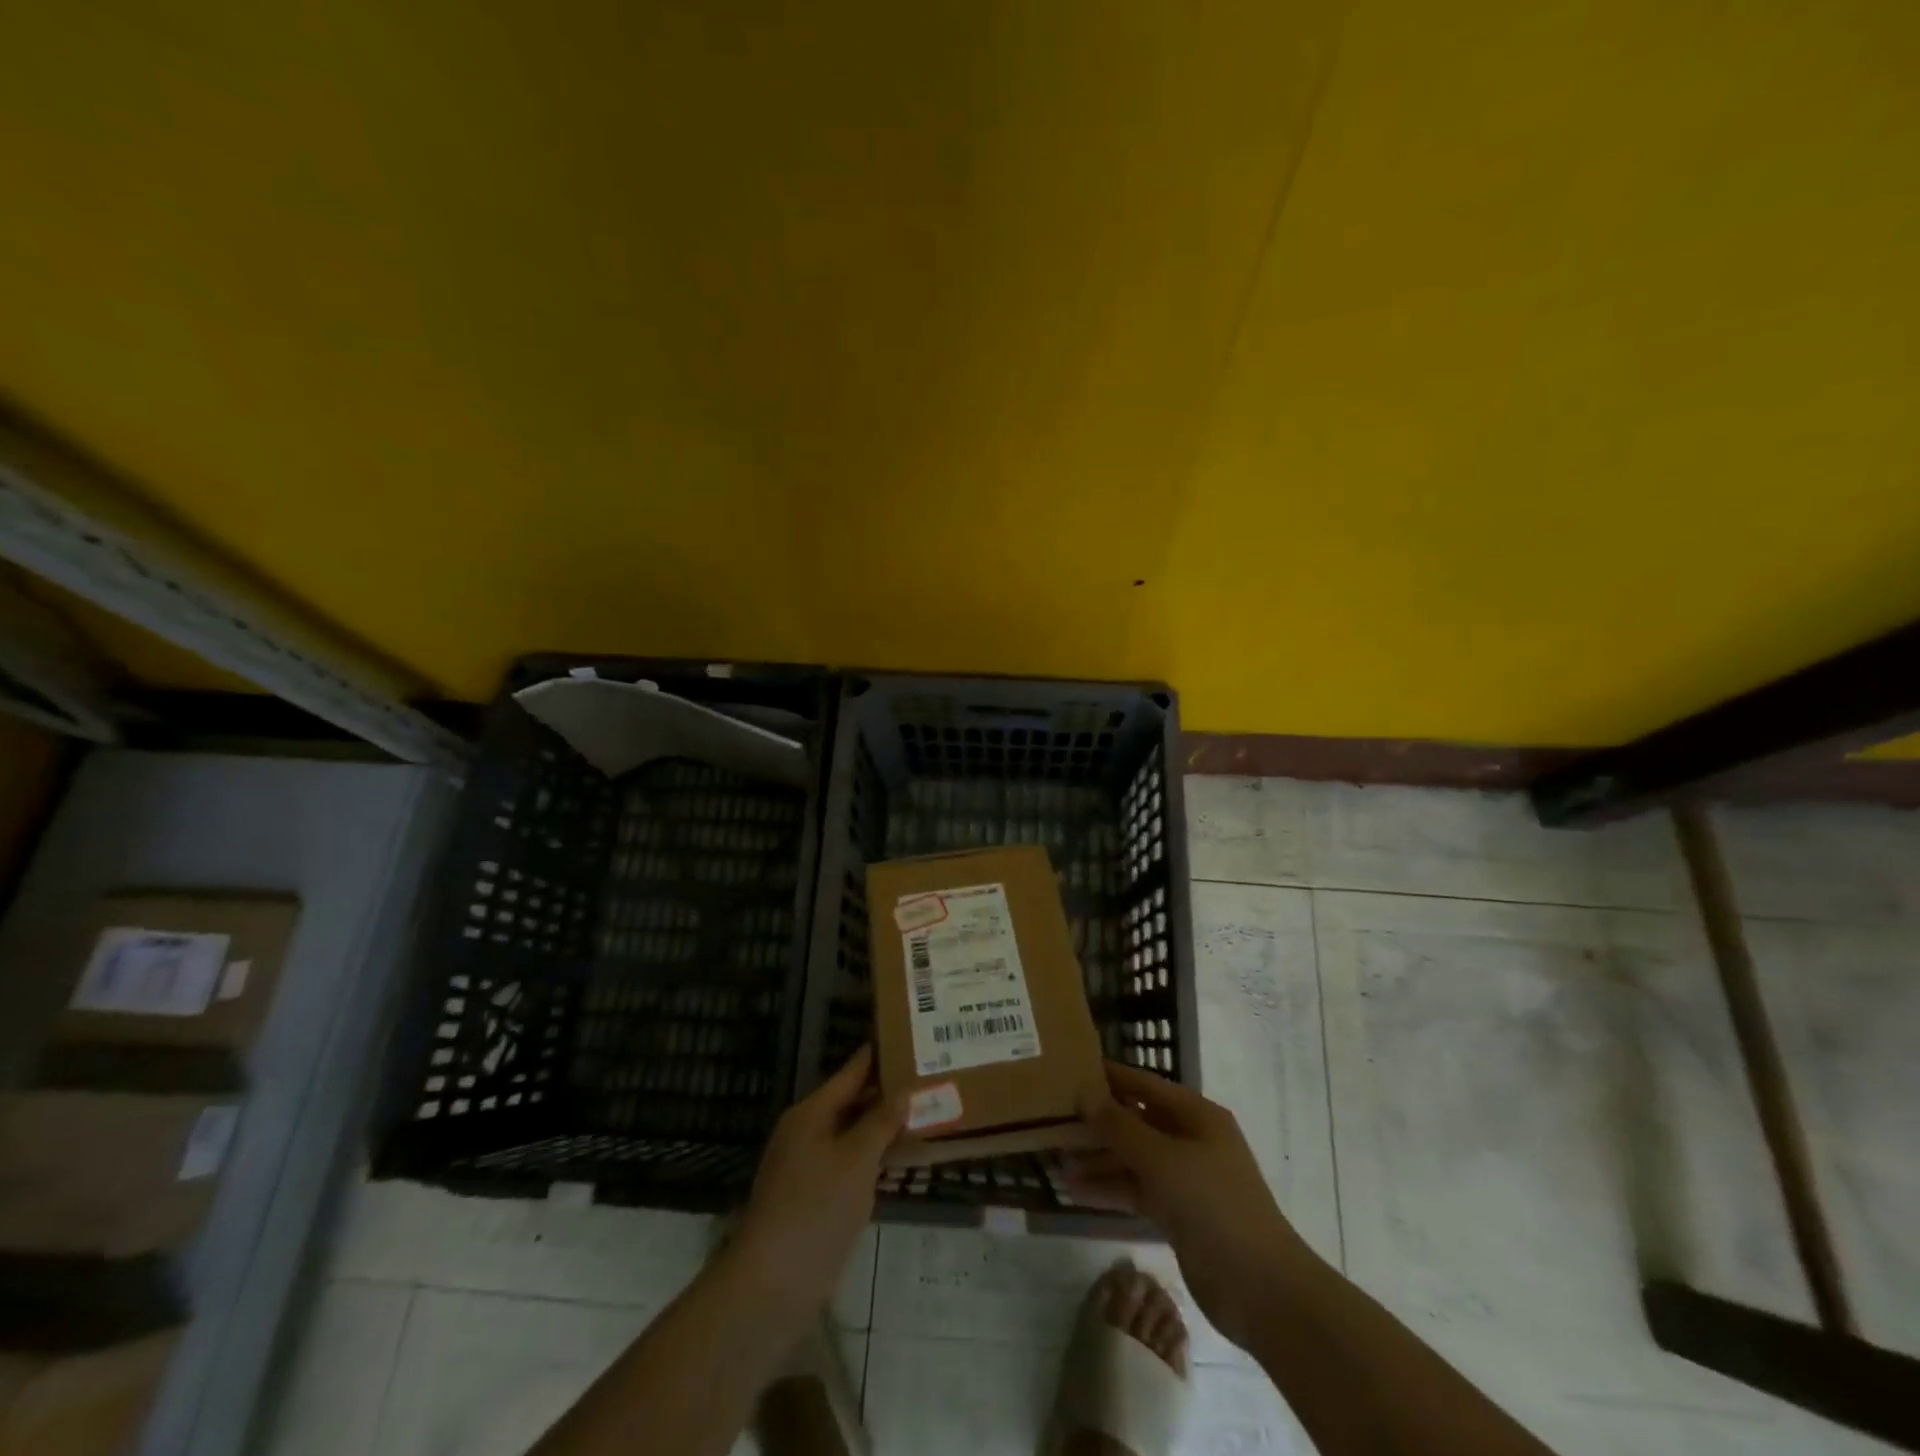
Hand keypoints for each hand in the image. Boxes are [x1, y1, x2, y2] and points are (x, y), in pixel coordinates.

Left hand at [729, 1045, 905, 1321]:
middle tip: (928, 1076)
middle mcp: (808, 1132)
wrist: (772, 1284)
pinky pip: (851, 1163)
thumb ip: (880, 1123)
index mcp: (811, 1113)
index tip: (908, 1037)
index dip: (877, 1055)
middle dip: (887, 1091)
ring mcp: (809, 1166)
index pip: (851, 1072)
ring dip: (884, 1126)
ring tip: (925, 1111)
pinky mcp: (816, 1197)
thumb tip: (901, 1091)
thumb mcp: (856, 1160)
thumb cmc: (815, 1209)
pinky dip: (875, 1157)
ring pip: (853, 1134)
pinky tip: (903, 1159)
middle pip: (852, 1101)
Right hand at [1068, 1061, 1316, 1348]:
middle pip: (1137, 1121)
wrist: (1262, 1289)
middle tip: (1055, 1117)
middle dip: (1099, 1122)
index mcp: (1197, 1116)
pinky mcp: (1179, 1214)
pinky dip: (1110, 1189)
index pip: (1146, 1085)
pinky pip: (1137, 1191)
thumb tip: (1085, 1094)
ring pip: (1134, 1159)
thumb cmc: (1214, 1205)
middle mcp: (1192, 1141)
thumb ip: (1120, 1126)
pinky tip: (1075, 1190)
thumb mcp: (1162, 1159)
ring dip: (1099, 1159)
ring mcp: (1186, 1179)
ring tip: (1057, 1159)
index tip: (1072, 1070)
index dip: (1111, 1077)